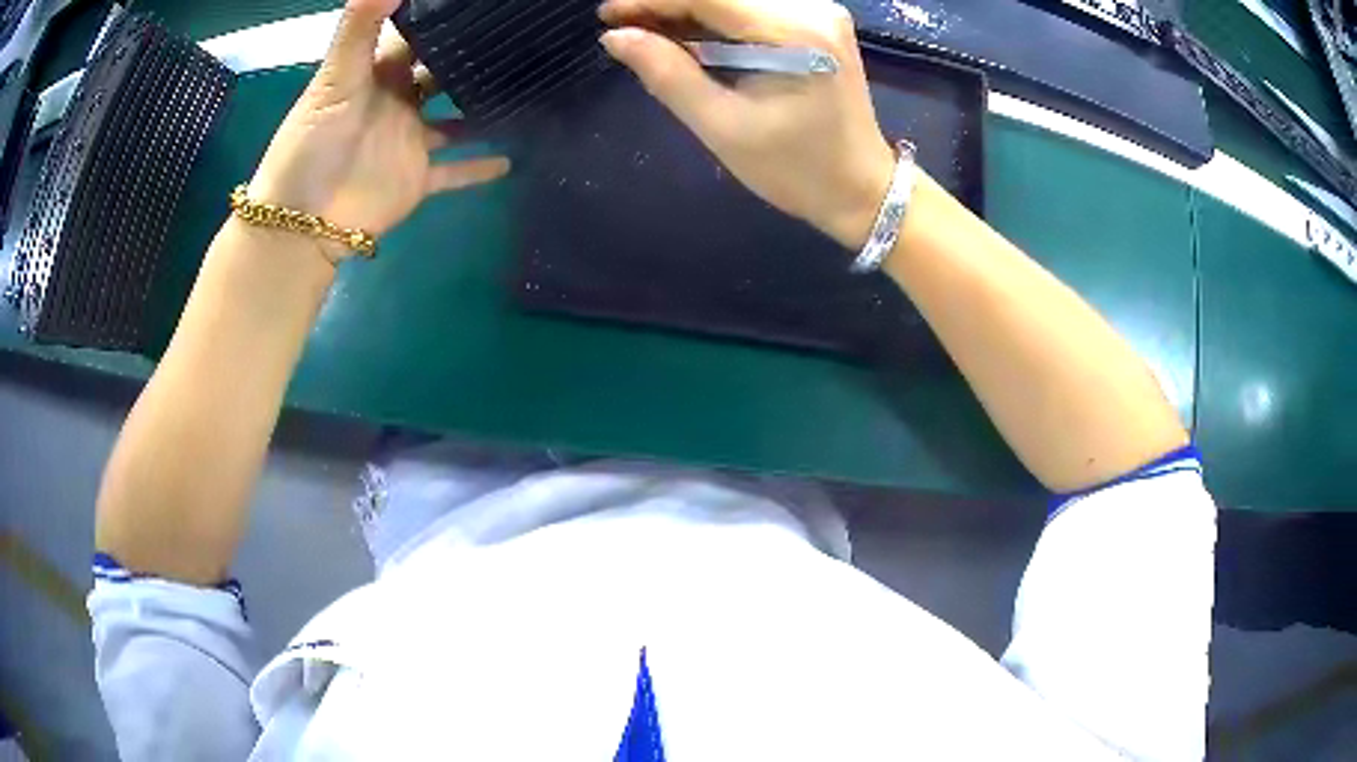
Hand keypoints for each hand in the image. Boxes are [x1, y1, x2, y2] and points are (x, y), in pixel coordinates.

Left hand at [249, 0, 509, 255]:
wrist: (301, 222)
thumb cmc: (311, 144)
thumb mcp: (333, 78)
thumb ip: (360, 27)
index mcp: (378, 74)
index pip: (415, 36)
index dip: (441, 18)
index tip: (478, 4)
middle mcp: (399, 103)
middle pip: (441, 74)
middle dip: (471, 58)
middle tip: (517, 39)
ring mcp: (411, 142)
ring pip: (457, 120)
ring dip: (485, 109)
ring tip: (528, 89)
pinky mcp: (418, 179)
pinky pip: (456, 172)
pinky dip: (481, 167)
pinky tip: (514, 159)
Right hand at [599, 0, 894, 249]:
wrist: (862, 188)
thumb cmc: (795, 169)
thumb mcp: (723, 127)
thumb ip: (668, 75)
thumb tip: (616, 37)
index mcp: (794, 32)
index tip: (608, 14)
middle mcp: (812, 8)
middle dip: (666, 3)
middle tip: (620, 24)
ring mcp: (820, 11)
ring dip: (688, 8)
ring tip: (644, 29)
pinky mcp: (818, 21)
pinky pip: (754, 8)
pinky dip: (714, 16)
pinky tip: (683, 32)